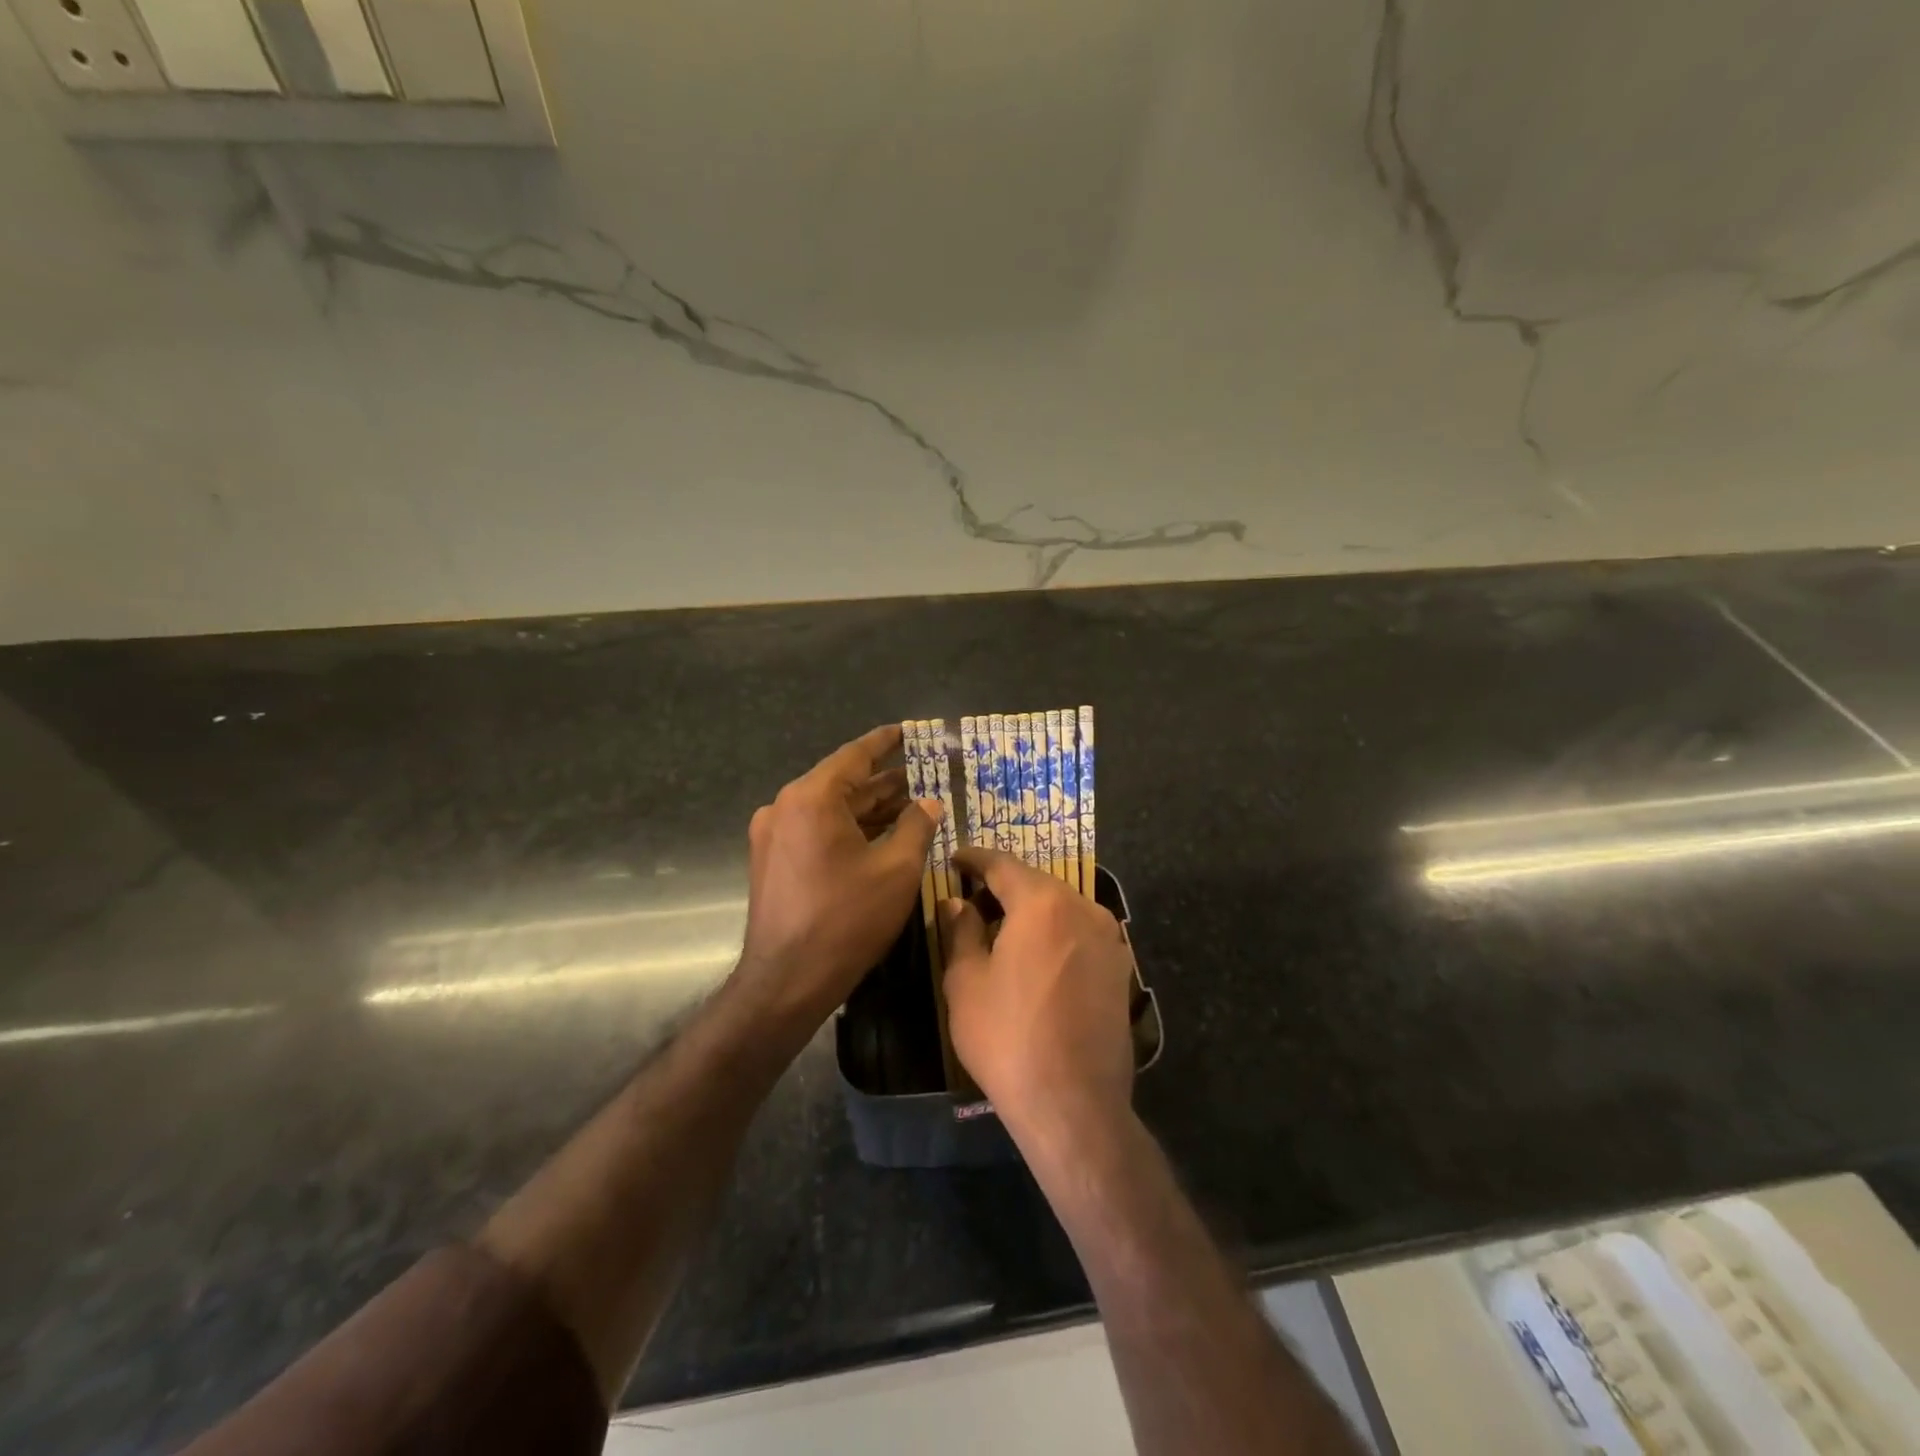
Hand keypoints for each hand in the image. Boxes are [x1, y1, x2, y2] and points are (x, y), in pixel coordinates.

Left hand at [737, 724, 941, 1025]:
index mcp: (811, 798)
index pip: (855, 756)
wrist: (787, 981)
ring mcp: (774, 835)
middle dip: (885, 782)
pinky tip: (882, 836)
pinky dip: (849, 830)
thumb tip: (929, 803)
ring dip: (869, 809)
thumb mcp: (897, 870)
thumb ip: (917, 827)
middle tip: (925, 774)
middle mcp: (785, 807)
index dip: (886, 742)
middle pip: (843, 783)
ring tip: (912, 805)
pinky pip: (816, 831)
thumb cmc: (847, 919)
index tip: (910, 730)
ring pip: (831, 810)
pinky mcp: (773, 860)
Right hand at [941, 847, 1135, 1139]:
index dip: (974, 859)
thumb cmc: (1008, 1037)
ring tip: (1002, 932)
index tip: (955, 858)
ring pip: (1061, 908)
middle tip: (972, 900)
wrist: (1074, 1103)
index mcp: (1042, 902)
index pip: (1002, 864)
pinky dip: (1055, 935)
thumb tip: (957, 902)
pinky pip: (1080, 934)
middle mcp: (1083, 907)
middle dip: (1003, 887)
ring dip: (1031, 912)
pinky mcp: (1122, 969)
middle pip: (1036, 883)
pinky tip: (1037, 960)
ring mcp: (1109, 938)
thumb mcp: (966, 982)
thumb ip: (961, 931)